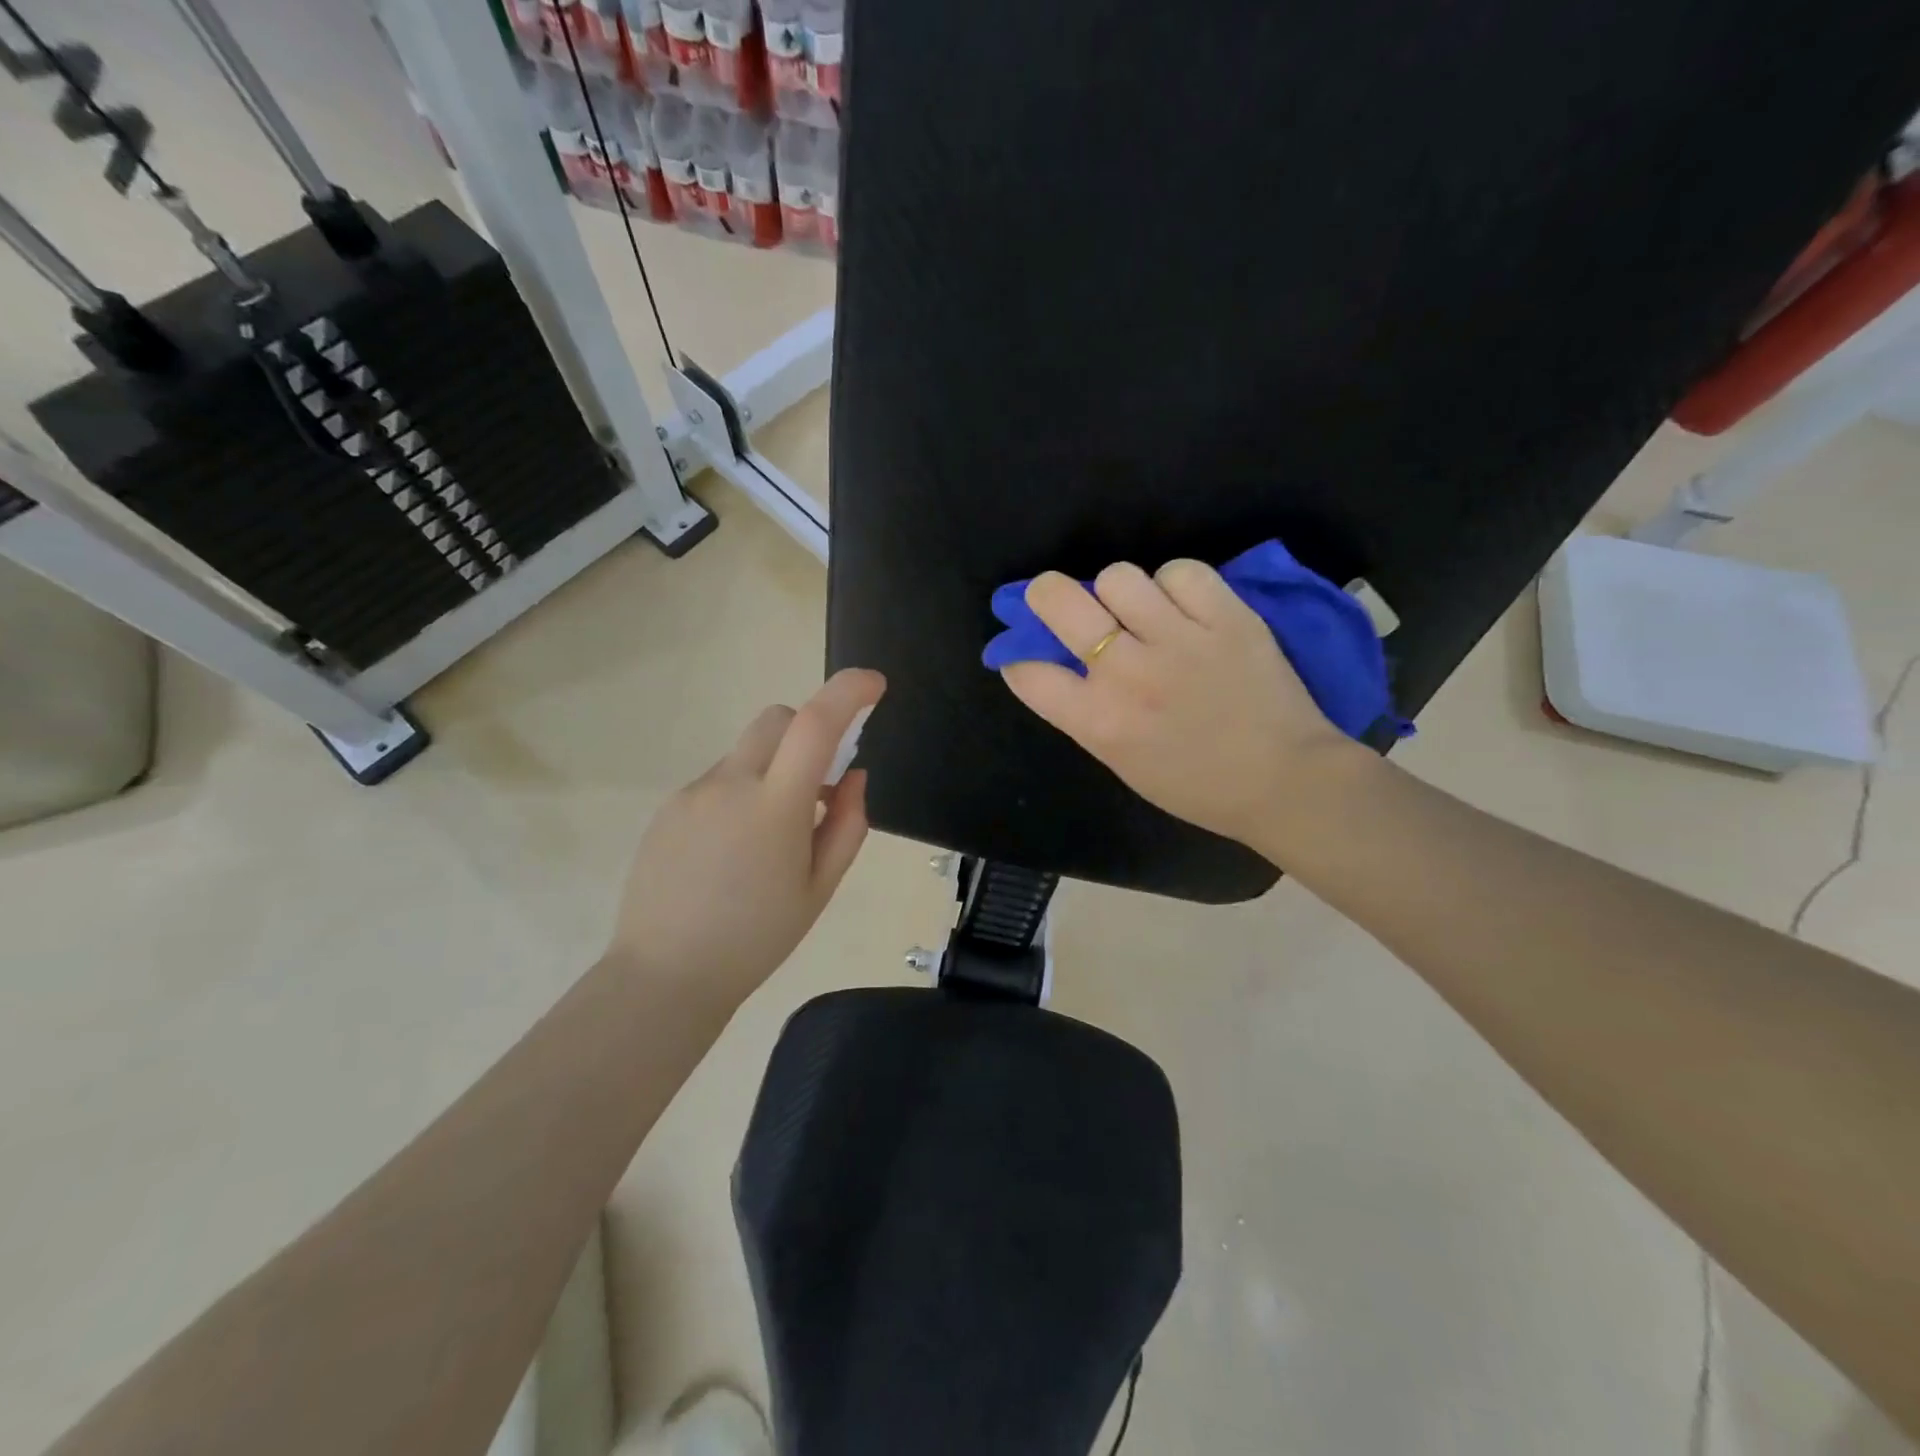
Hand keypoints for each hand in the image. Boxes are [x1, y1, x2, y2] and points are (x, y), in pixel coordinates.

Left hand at [607, 668, 885, 1002]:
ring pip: (746, 755)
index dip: (849, 692)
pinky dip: (740, 796)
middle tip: (820, 786)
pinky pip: (717, 783)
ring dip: (772, 772)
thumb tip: (852, 777)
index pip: (815, 724)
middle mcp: (730, 784)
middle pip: (776, 720)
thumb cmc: (756, 938)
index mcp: (775, 806)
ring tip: (769, 840)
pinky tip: (731, 854)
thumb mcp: (819, 888)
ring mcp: (692, 793)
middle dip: (807, 732)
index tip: (874, 685)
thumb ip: (847, 824)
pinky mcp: (668, 809)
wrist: (665, 976)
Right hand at [1001, 562, 1360, 848]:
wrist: (1284, 782)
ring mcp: (1179, 639)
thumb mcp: (1122, 761)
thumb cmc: (1196, 785)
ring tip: (1140, 610)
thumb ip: (1085, 713)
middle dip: (1045, 595)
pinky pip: (1181, 571)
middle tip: (1058, 600)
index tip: (1030, 657)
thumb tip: (1061, 666)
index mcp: (1099, 721)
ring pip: (1118, 576)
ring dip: (1119, 592)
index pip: (1028, 672)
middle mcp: (1128, 673)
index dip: (1019, 659)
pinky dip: (1176, 584)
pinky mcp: (1227, 616)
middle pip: (1058, 600)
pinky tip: (1185, 607)